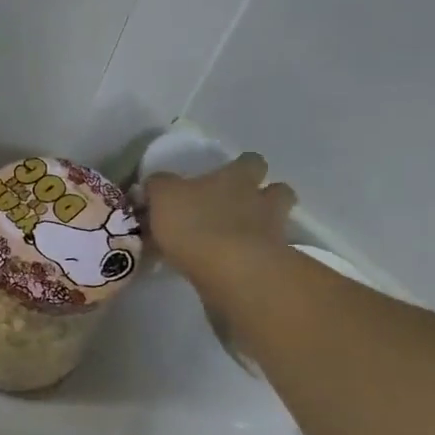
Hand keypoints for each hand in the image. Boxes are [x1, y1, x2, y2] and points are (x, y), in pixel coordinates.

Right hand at [143, 152, 295, 291]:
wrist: (232, 272)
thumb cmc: (196, 224)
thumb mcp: (163, 197)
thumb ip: (159, 186)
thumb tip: (156, 184)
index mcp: (237, 178)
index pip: (250, 161)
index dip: (242, 166)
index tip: (227, 175)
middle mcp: (261, 201)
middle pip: (278, 190)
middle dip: (265, 195)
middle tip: (240, 207)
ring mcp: (272, 234)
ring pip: (278, 223)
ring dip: (264, 227)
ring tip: (239, 238)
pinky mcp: (272, 266)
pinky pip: (267, 257)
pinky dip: (254, 259)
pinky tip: (234, 268)